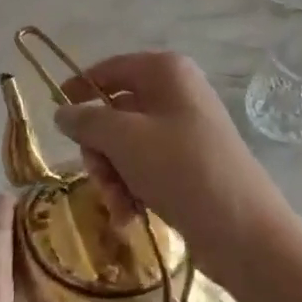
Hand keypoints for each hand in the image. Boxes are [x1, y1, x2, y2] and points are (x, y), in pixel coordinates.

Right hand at [52, 52, 287, 278]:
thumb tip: (62, 113)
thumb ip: (87, 121)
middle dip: (100, 149)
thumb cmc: (181, 169)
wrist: (244, 231)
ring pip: (127, 144)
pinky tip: (130, 215)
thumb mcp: (124, 139)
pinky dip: (132, 188)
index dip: (81, 87)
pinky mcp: (191, 164)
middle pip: (116, 112)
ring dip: (113, 175)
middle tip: (98, 176)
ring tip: (118, 205)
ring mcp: (186, 130)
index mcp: (165, 72)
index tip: (57, 112)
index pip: (110, 69)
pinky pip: (147, 166)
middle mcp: (177, 94)